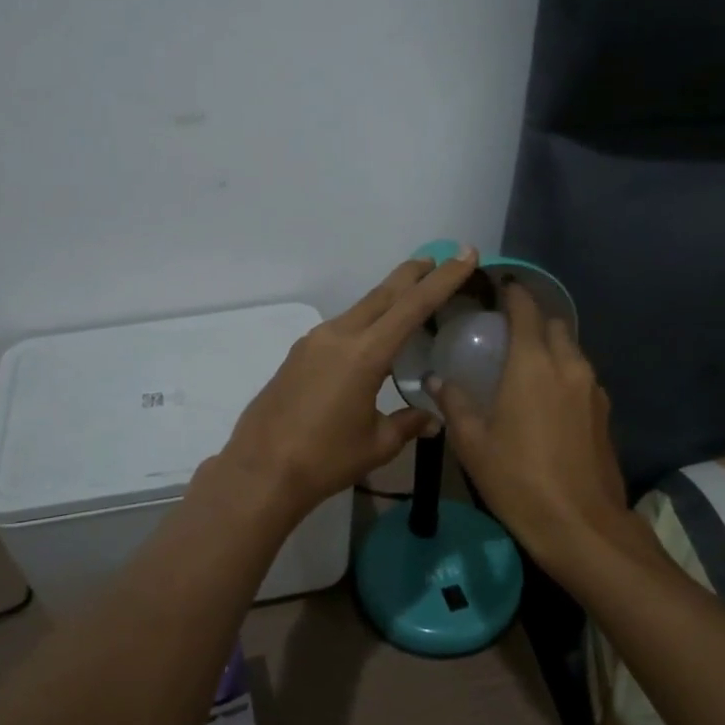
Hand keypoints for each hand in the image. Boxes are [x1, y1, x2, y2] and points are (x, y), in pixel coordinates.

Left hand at [220, 249, 481, 517]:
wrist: (260, 470)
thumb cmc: (324, 459)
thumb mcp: (377, 444)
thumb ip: (407, 424)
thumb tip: (432, 419)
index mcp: (364, 354)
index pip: (413, 306)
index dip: (443, 279)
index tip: (464, 254)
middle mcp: (338, 336)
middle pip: (383, 294)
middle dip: (413, 275)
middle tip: (438, 259)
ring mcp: (314, 342)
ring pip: (360, 308)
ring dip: (387, 298)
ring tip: (410, 294)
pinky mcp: (298, 355)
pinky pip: (340, 327)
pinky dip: (365, 321)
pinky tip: (371, 337)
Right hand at [431, 282, 631, 565]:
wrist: (581, 526)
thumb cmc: (518, 480)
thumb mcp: (473, 444)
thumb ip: (454, 404)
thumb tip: (436, 380)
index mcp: (533, 365)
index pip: (526, 310)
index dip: (513, 293)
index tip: (498, 287)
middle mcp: (569, 366)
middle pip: (555, 325)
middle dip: (533, 319)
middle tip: (506, 330)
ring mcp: (593, 390)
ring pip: (572, 351)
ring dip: (551, 347)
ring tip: (524, 364)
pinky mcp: (605, 413)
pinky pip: (581, 377)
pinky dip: (563, 373)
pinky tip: (545, 398)